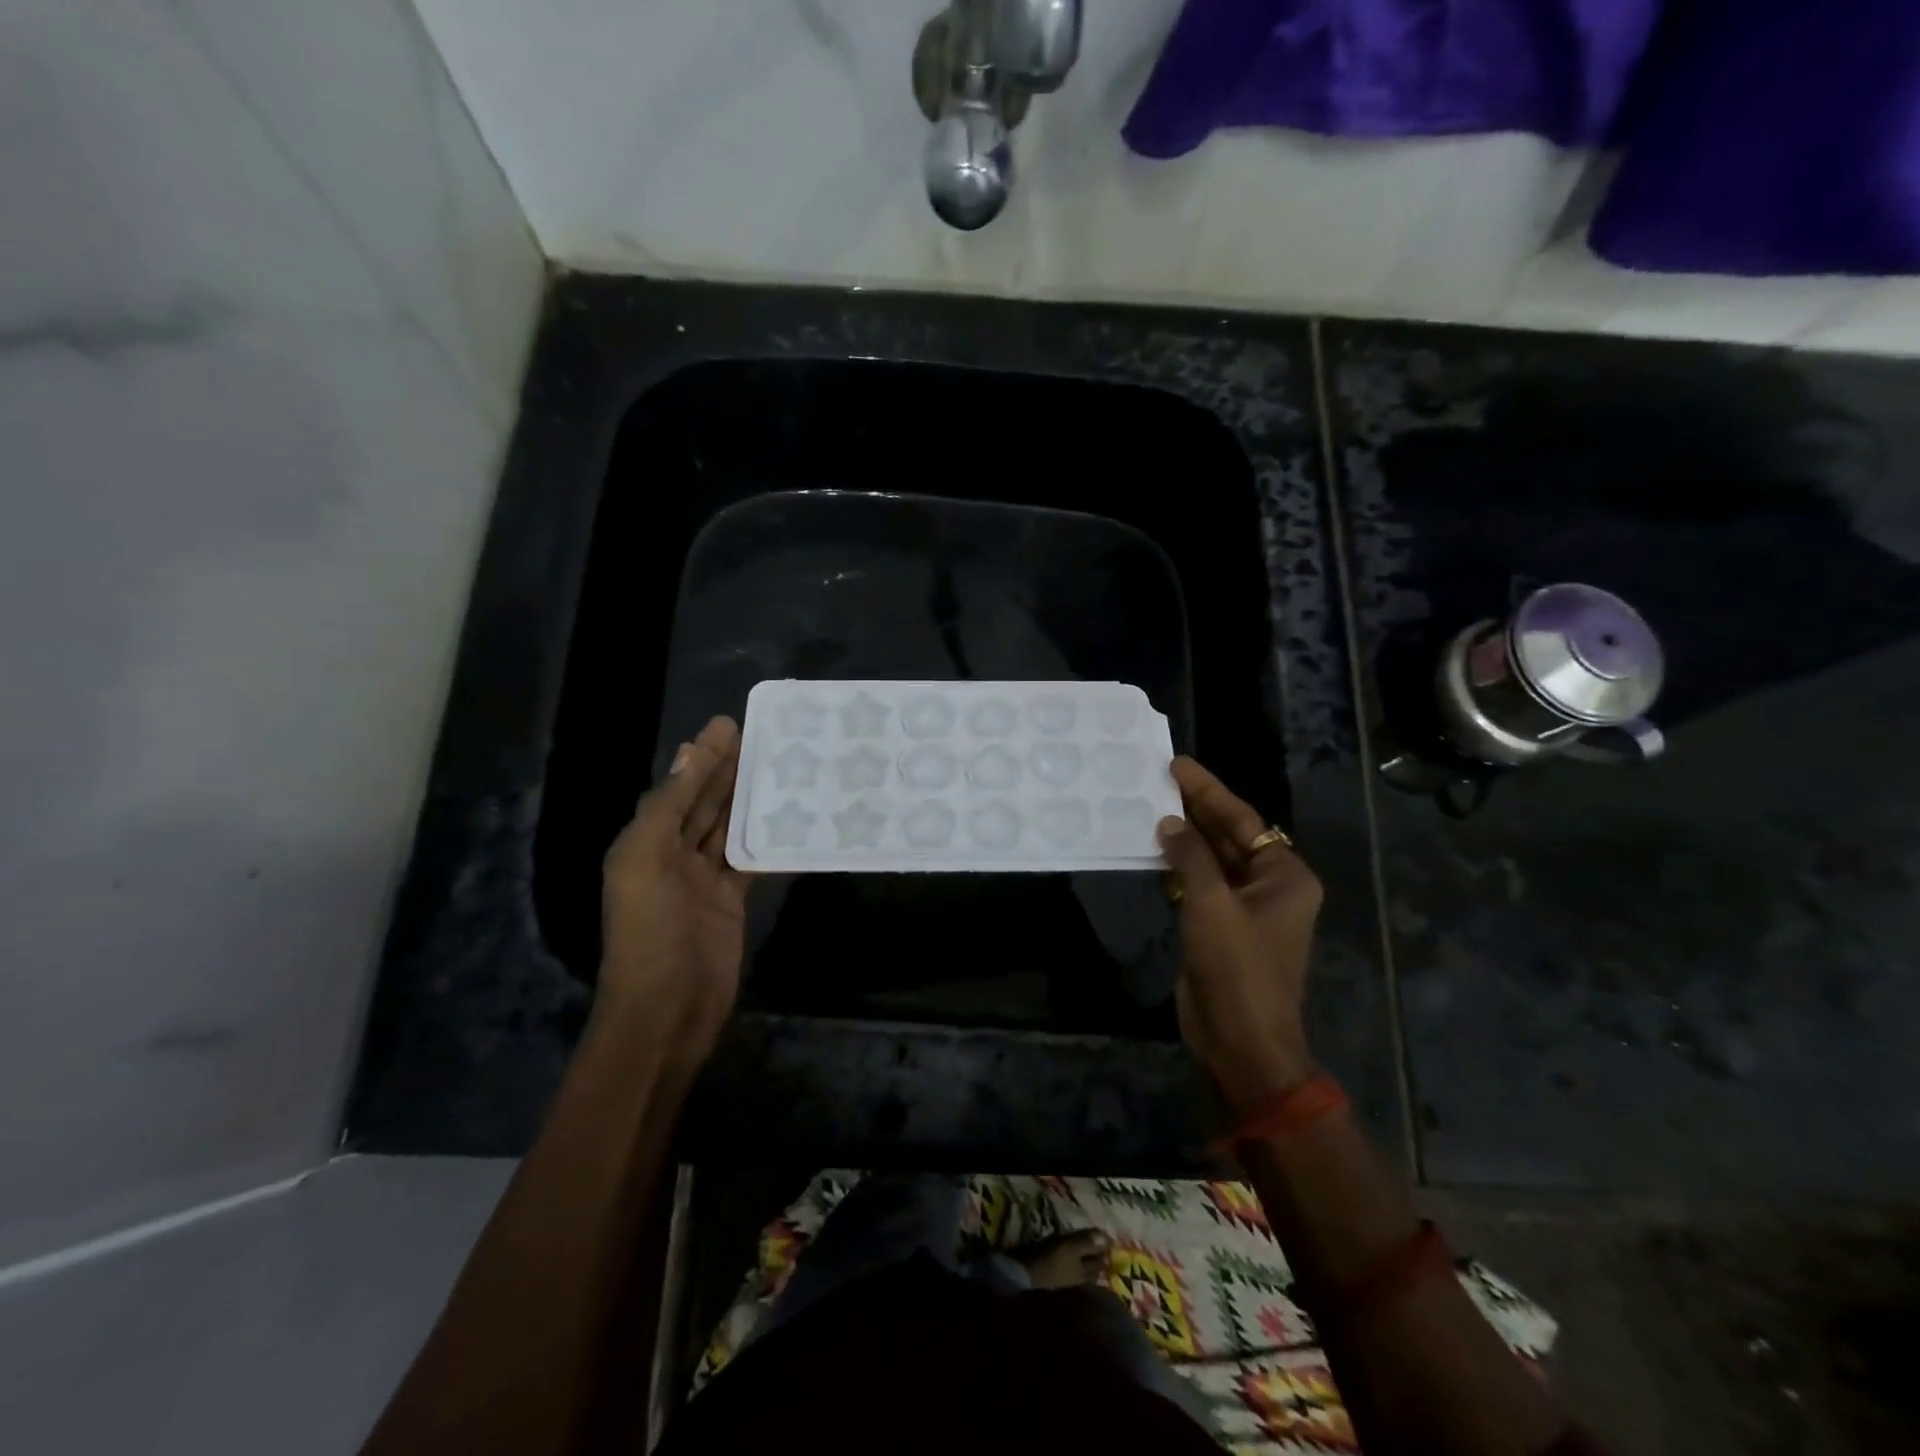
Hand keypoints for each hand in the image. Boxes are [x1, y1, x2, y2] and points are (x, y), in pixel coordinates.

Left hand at [597, 715, 748, 1062]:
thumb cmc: (650, 934)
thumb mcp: (646, 862)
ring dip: (750, 799)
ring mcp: (703, 880)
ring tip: (780, 766)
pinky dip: (768, 840)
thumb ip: (666, 808)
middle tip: (762, 736)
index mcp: (645, 842)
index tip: (729, 724)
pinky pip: (751, 861)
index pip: (677, 788)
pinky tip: (791, 819)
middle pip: (704, 803)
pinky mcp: (732, 902)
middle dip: (727, 769)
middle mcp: (672, 856)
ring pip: (730, 828)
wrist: (667, 1011)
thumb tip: (688, 754)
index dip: (701, 756)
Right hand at [1158, 756, 1322, 1112]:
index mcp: (1285, 875)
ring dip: (1184, 840)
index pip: (1244, 820)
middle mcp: (1270, 886)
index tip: (1177, 765)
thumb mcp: (1211, 904)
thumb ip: (1190, 857)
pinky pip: (1200, 886)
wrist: (1241, 1040)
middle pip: (1229, 836)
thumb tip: (1170, 823)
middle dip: (1195, 810)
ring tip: (1149, 808)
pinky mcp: (1222, 928)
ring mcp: (1245, 908)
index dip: (1208, 791)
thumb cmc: (1237, 967)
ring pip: (1212, 861)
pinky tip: (1154, 853)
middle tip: (1158, 779)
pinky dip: (1179, 869)